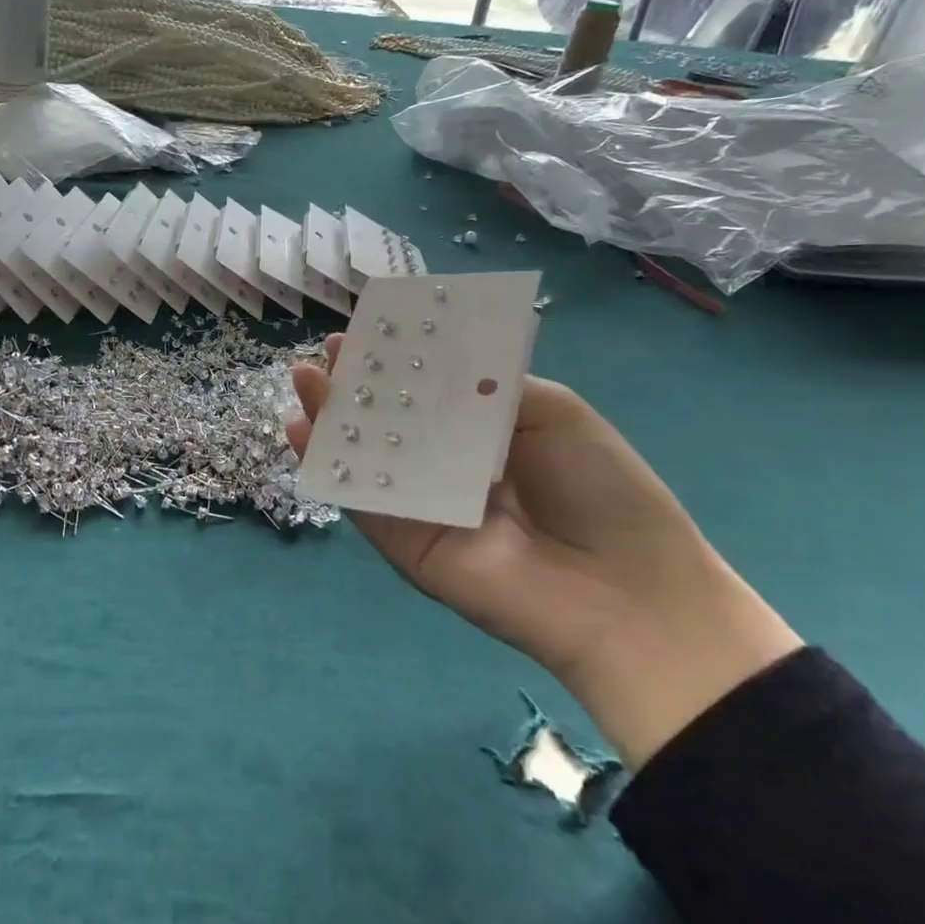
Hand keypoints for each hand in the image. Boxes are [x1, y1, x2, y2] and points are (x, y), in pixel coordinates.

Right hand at [287, 336, 799, 766]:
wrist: (626, 593)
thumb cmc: (600, 487)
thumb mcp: (551, 411)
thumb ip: (484, 384)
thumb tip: (425, 358)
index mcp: (487, 434)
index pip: (428, 389)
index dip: (396, 360)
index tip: (366, 330)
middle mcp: (449, 466)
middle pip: (390, 420)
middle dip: (355, 384)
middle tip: (323, 352)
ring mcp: (423, 506)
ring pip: (366, 457)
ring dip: (329, 419)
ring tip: (303, 380)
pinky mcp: (405, 543)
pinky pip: (360, 502)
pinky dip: (326, 469)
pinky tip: (298, 432)